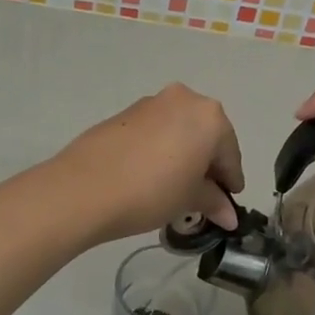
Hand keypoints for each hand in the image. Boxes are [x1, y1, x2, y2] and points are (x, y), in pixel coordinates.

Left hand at [52, 84, 244, 243]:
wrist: (84, 188)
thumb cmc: (151, 192)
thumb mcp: (188, 200)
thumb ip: (213, 201)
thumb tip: (229, 215)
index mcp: (209, 117)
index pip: (230, 153)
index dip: (231, 181)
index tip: (229, 203)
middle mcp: (184, 99)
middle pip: (206, 135)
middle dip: (208, 164)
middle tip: (205, 195)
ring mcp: (151, 102)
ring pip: (179, 130)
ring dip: (184, 155)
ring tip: (176, 186)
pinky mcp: (124, 113)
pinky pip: (155, 131)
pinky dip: (161, 149)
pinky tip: (151, 174)